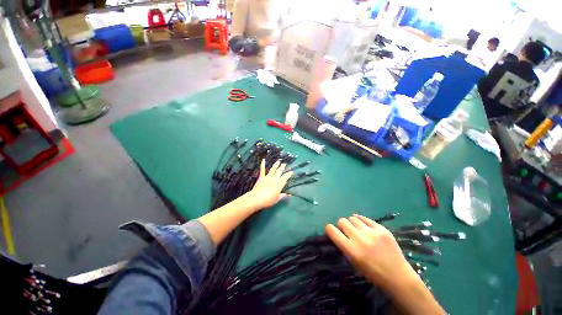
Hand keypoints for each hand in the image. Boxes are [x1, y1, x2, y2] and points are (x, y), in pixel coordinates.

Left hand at [247, 159, 292, 209]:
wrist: (257, 198)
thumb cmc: (268, 200)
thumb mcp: (277, 199)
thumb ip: (282, 195)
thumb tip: (289, 194)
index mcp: (279, 184)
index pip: (285, 177)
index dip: (289, 174)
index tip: (291, 171)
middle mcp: (275, 179)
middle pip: (280, 172)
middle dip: (282, 167)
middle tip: (284, 164)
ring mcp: (268, 177)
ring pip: (273, 169)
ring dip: (276, 165)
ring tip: (278, 161)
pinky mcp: (261, 177)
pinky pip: (262, 170)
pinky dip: (263, 164)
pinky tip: (263, 160)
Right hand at [325, 214, 417, 290]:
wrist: (397, 275)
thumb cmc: (373, 272)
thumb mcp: (354, 262)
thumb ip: (344, 246)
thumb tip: (337, 232)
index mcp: (351, 250)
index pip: (332, 231)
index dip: (329, 228)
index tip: (331, 230)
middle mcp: (359, 239)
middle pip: (342, 221)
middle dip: (342, 225)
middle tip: (347, 230)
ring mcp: (371, 232)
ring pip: (353, 218)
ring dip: (352, 223)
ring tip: (357, 229)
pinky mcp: (381, 229)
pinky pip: (365, 219)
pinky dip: (362, 221)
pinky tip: (363, 225)